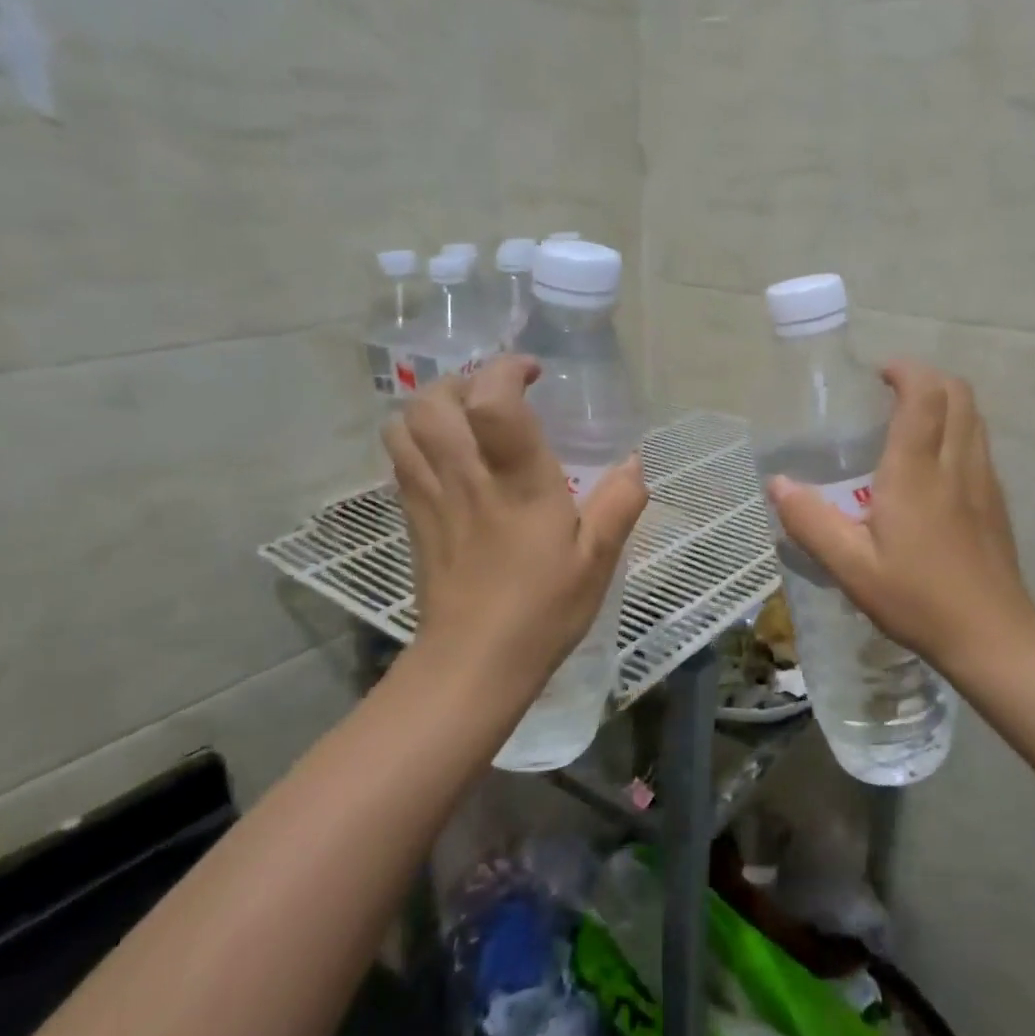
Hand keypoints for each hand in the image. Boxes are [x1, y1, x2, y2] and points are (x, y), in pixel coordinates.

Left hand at [381, 356, 648, 695]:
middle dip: (465, 380)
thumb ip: (620, 504)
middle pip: (434, 401)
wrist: (472, 665)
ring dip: (434, 406)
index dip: (506, 370)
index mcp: (517, 483)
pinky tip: (452, 457)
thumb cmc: (542, 610)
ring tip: (469, 417)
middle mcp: (466, 478)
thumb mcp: (597, 560)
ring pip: (405, 424)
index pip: (491, 402)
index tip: (533, 373)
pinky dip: (419, 438)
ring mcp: (430, 496)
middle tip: (499, 395)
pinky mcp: (413, 517)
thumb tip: (634, 462)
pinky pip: (400, 457)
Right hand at [766, 359, 1034, 673]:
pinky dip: (958, 431)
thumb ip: (810, 522)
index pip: (924, 394)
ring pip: (974, 416)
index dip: (904, 371)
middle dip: (926, 378)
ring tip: (909, 424)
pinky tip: (933, 468)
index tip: (877, 374)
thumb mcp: (850, 567)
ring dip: (945, 403)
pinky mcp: (997, 502)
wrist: (991, 636)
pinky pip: (979, 444)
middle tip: (890, 393)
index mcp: (917, 471)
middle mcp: (957, 463)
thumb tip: (778, 484)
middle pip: (958, 393)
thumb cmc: (917, 598)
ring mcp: (984, 481)